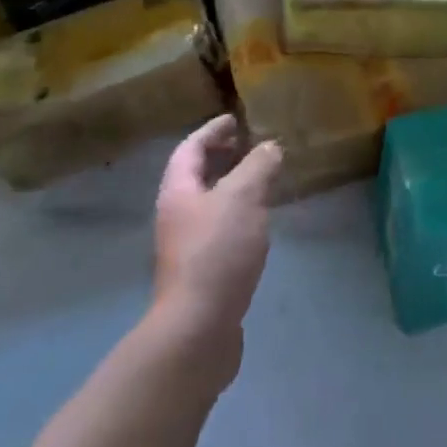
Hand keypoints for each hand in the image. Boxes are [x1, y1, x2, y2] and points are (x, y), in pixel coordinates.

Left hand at [151, 116, 280, 384]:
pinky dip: (238, 213)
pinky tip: (259, 222)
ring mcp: (187, 245)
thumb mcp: (243, 198)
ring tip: (261, 179)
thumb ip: (258, 166)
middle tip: (249, 145)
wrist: (198, 327)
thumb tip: (269, 147)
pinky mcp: (202, 270)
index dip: (211, 130)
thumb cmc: (217, 252)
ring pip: (209, 203)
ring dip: (231, 185)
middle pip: (195, 175)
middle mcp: (177, 214)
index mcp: (179, 191)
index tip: (234, 119)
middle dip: (220, 157)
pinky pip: (220, 227)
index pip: (190, 148)